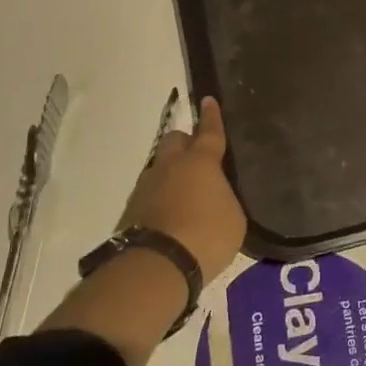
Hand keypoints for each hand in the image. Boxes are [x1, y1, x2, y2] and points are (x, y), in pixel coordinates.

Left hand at [117, 96, 246, 283]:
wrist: (157, 266)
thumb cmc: (206, 235)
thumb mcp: (234, 218)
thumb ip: (225, 199)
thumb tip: (216, 196)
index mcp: (201, 162)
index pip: (209, 131)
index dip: (211, 116)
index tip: (207, 100)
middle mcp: (171, 166)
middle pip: (175, 140)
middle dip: (186, 142)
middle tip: (198, 157)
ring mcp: (147, 187)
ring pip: (160, 167)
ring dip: (171, 173)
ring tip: (185, 193)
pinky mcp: (131, 210)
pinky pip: (150, 193)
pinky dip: (160, 198)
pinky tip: (171, 215)